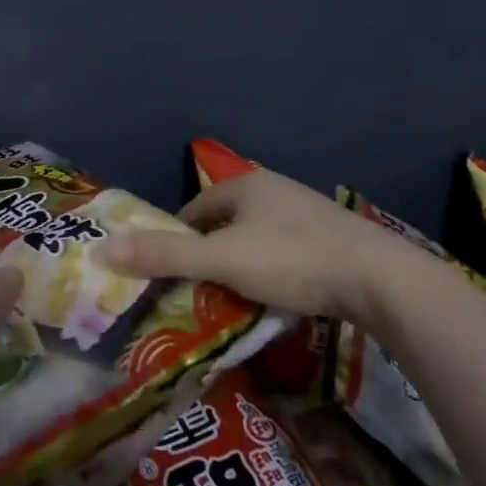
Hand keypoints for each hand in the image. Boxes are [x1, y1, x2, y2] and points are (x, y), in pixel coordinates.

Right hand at [98, 168, 423, 321]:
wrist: (383, 280)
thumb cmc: (293, 260)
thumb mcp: (222, 260)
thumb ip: (164, 256)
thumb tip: (102, 249)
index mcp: (245, 184)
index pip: (193, 211)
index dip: (175, 241)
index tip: (168, 276)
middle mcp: (274, 190)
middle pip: (224, 225)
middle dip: (208, 256)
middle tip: (198, 293)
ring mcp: (307, 212)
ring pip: (255, 240)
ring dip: (240, 266)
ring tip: (235, 301)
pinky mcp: (333, 238)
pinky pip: (285, 253)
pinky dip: (272, 273)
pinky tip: (278, 298)